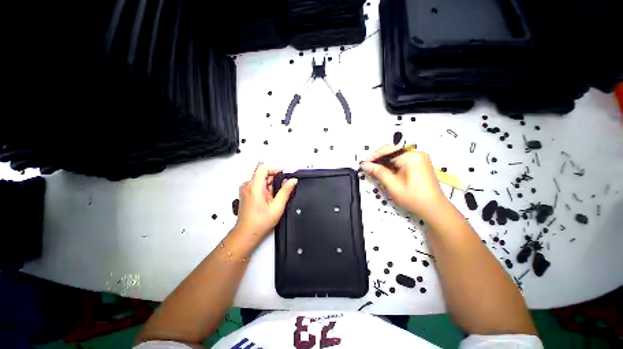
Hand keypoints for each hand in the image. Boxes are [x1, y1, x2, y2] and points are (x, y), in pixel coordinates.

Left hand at [234, 163, 297, 239]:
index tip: (284, 174)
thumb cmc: (259, 223)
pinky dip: (266, 190)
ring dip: (271, 186)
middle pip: (264, 173)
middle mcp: (248, 186)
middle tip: (281, 191)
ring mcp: (246, 190)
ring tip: (274, 198)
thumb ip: (286, 191)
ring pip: (262, 180)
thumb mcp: (277, 206)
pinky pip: (259, 185)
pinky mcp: (247, 193)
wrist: (247, 233)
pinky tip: (269, 200)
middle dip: (275, 180)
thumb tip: (293, 181)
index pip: (263, 167)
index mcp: (254, 187)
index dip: (275, 169)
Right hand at [360, 145, 445, 219]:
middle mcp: (416, 154)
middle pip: (392, 152)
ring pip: (395, 157)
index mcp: (411, 157)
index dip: (373, 156)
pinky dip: (391, 166)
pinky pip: (401, 161)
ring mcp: (419, 159)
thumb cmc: (414, 198)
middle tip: (367, 168)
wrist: (434, 209)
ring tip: (374, 171)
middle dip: (378, 160)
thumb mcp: (393, 185)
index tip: (363, 163)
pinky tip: (385, 173)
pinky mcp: (419, 165)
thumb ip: (378, 172)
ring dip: (384, 163)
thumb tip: (365, 165)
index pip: (387, 151)